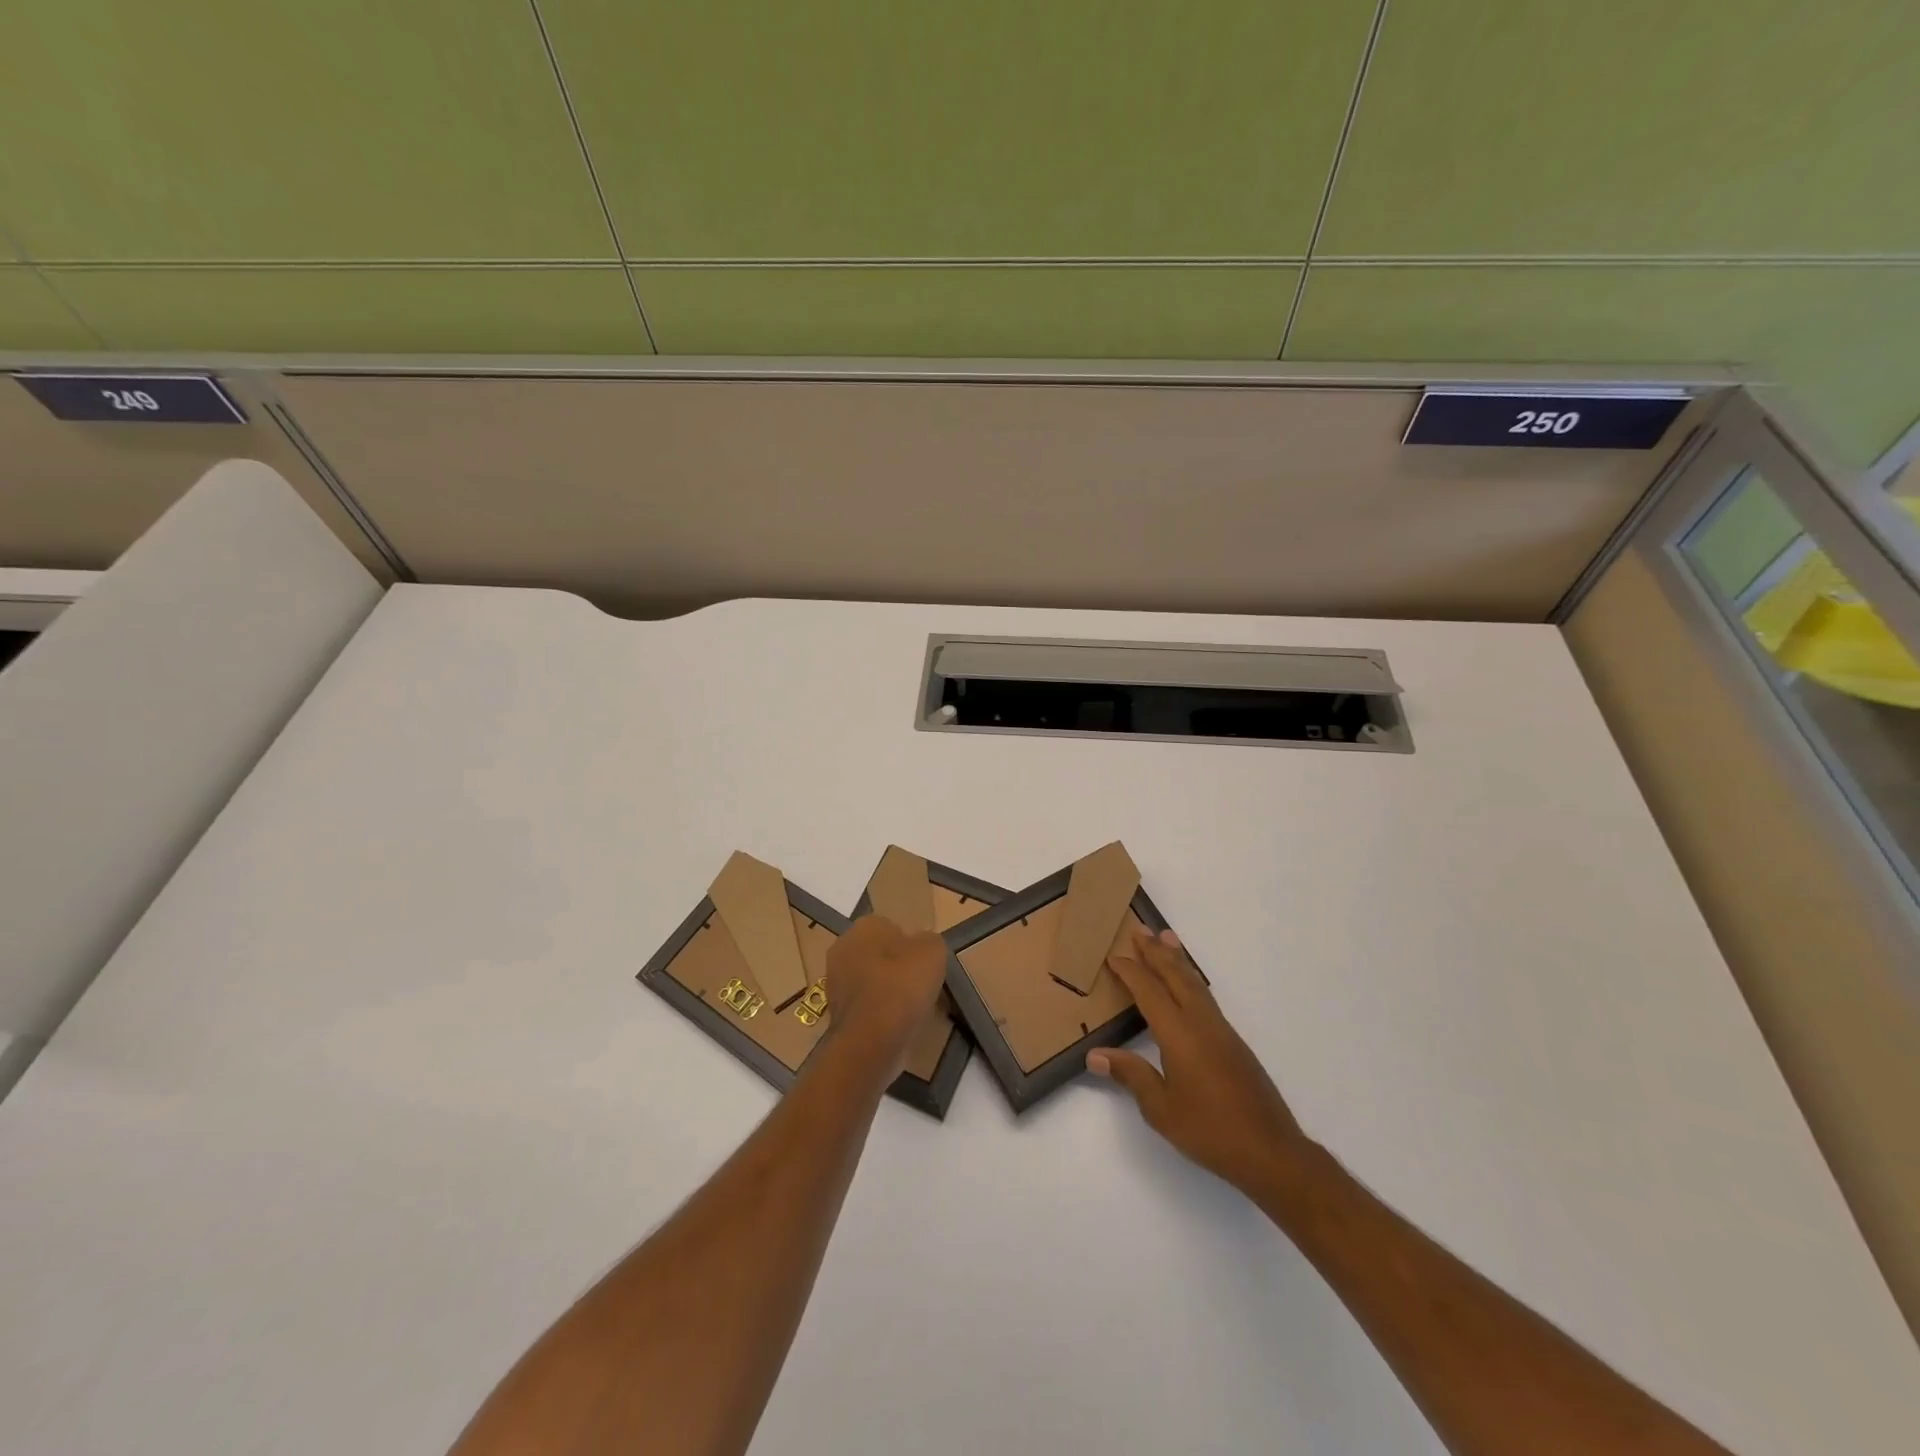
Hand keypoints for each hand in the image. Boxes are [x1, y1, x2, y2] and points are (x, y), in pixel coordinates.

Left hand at [823, 915, 948, 1067]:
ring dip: (888, 990)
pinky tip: (896, 1024)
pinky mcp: (835, 1012)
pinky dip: (879, 1012)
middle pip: (879, 953)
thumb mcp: (933, 951)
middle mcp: (843, 948)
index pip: (891, 927)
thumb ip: (929, 941)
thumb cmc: (902, 986)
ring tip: (911, 1008)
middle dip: (897, 966)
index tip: (924, 964)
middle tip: (919, 984)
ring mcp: (835, 981)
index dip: (911, 945)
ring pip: (871, 979)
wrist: (870, 1041)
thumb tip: (921, 946)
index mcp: (864, 926)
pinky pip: (865, 1004)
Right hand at [1088, 926, 1312, 1197]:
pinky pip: (1206, 997)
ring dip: (1177, 960)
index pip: (1150, 992)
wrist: (1271, 1152)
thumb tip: (1095, 1055)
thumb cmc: (1210, 1131)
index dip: (1130, 972)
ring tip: (1166, 939)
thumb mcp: (1161, 1108)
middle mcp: (1202, 1023)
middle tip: (1140, 930)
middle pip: (1176, 976)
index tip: (1113, 956)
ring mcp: (1222, 1030)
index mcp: (1180, 1034)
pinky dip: (1191, 979)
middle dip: (1156, 953)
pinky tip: (1187, 984)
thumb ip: (1130, 1075)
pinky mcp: (1234, 1043)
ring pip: (1195, 983)